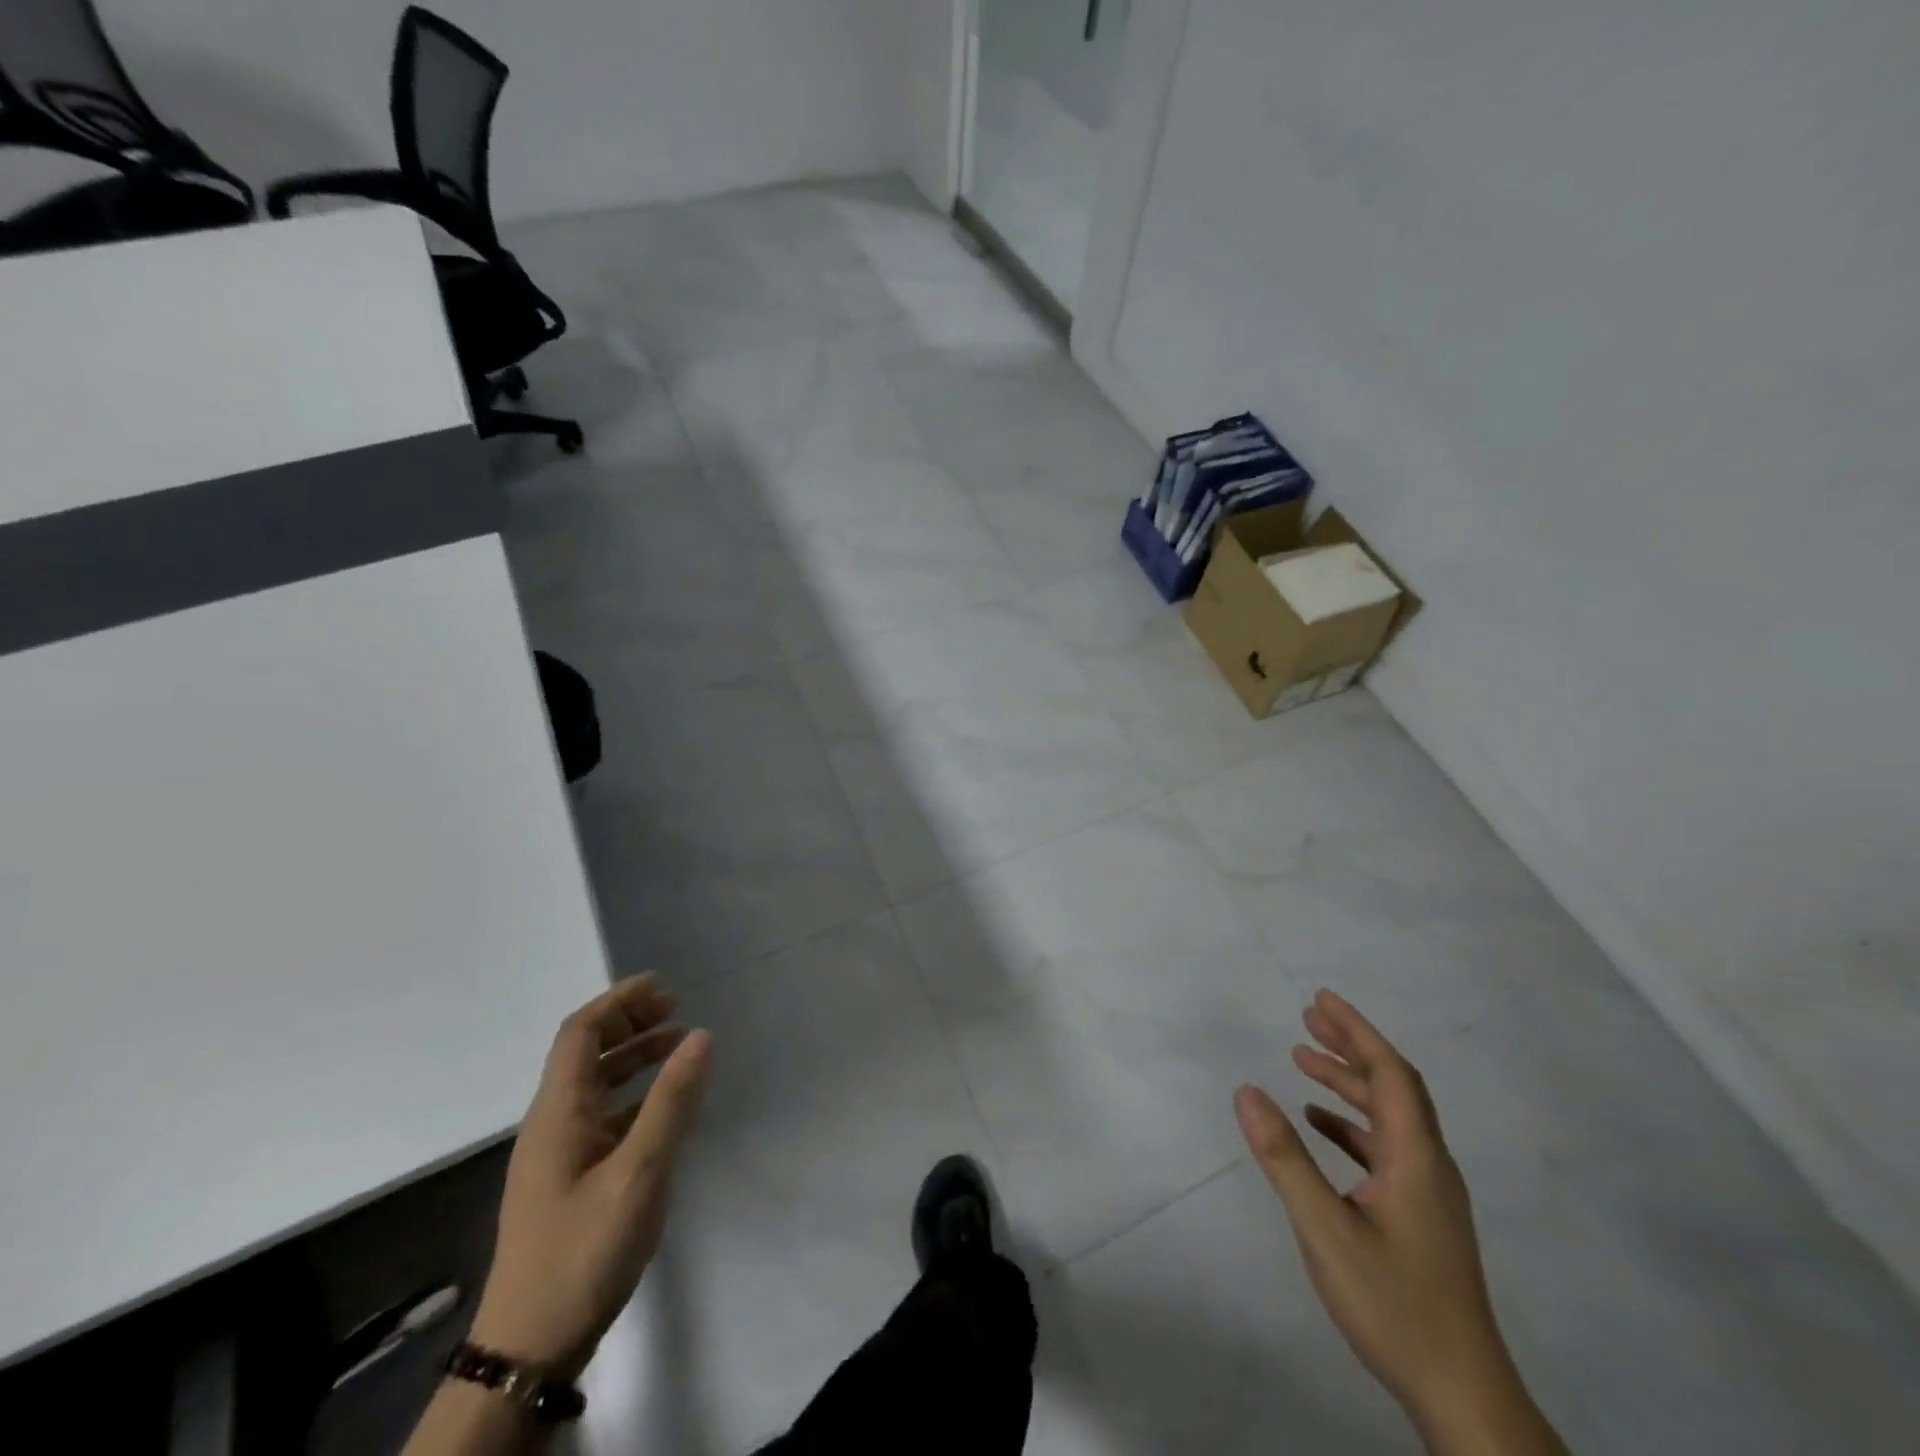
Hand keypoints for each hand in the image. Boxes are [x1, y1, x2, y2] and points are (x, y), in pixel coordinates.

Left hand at [469, 975, 711, 1381]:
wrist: (530, 1347)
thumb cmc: (584, 1251)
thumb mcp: (638, 1173)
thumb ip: (671, 1101)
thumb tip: (701, 1035)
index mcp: (558, 1112)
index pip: (580, 1033)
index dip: (618, 1002)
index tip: (662, 987)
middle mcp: (552, 1123)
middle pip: (586, 1053)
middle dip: (629, 1023)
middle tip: (677, 1012)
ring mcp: (559, 1154)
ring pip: (596, 1085)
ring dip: (634, 1057)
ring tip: (679, 1047)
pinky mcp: (570, 1180)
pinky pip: (604, 1116)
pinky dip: (635, 1095)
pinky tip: (666, 1107)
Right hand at [1235, 991, 1552, 1449]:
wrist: (1461, 1395)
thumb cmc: (1394, 1304)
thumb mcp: (1326, 1229)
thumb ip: (1285, 1158)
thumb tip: (1246, 1091)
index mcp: (1417, 1159)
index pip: (1391, 1074)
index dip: (1357, 1031)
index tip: (1321, 999)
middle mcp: (1429, 1166)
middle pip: (1393, 1088)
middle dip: (1351, 1047)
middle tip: (1307, 1017)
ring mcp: (1428, 1193)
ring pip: (1389, 1118)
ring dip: (1348, 1083)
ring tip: (1303, 1060)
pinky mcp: (1420, 1216)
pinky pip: (1384, 1148)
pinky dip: (1350, 1124)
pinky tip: (1319, 1125)